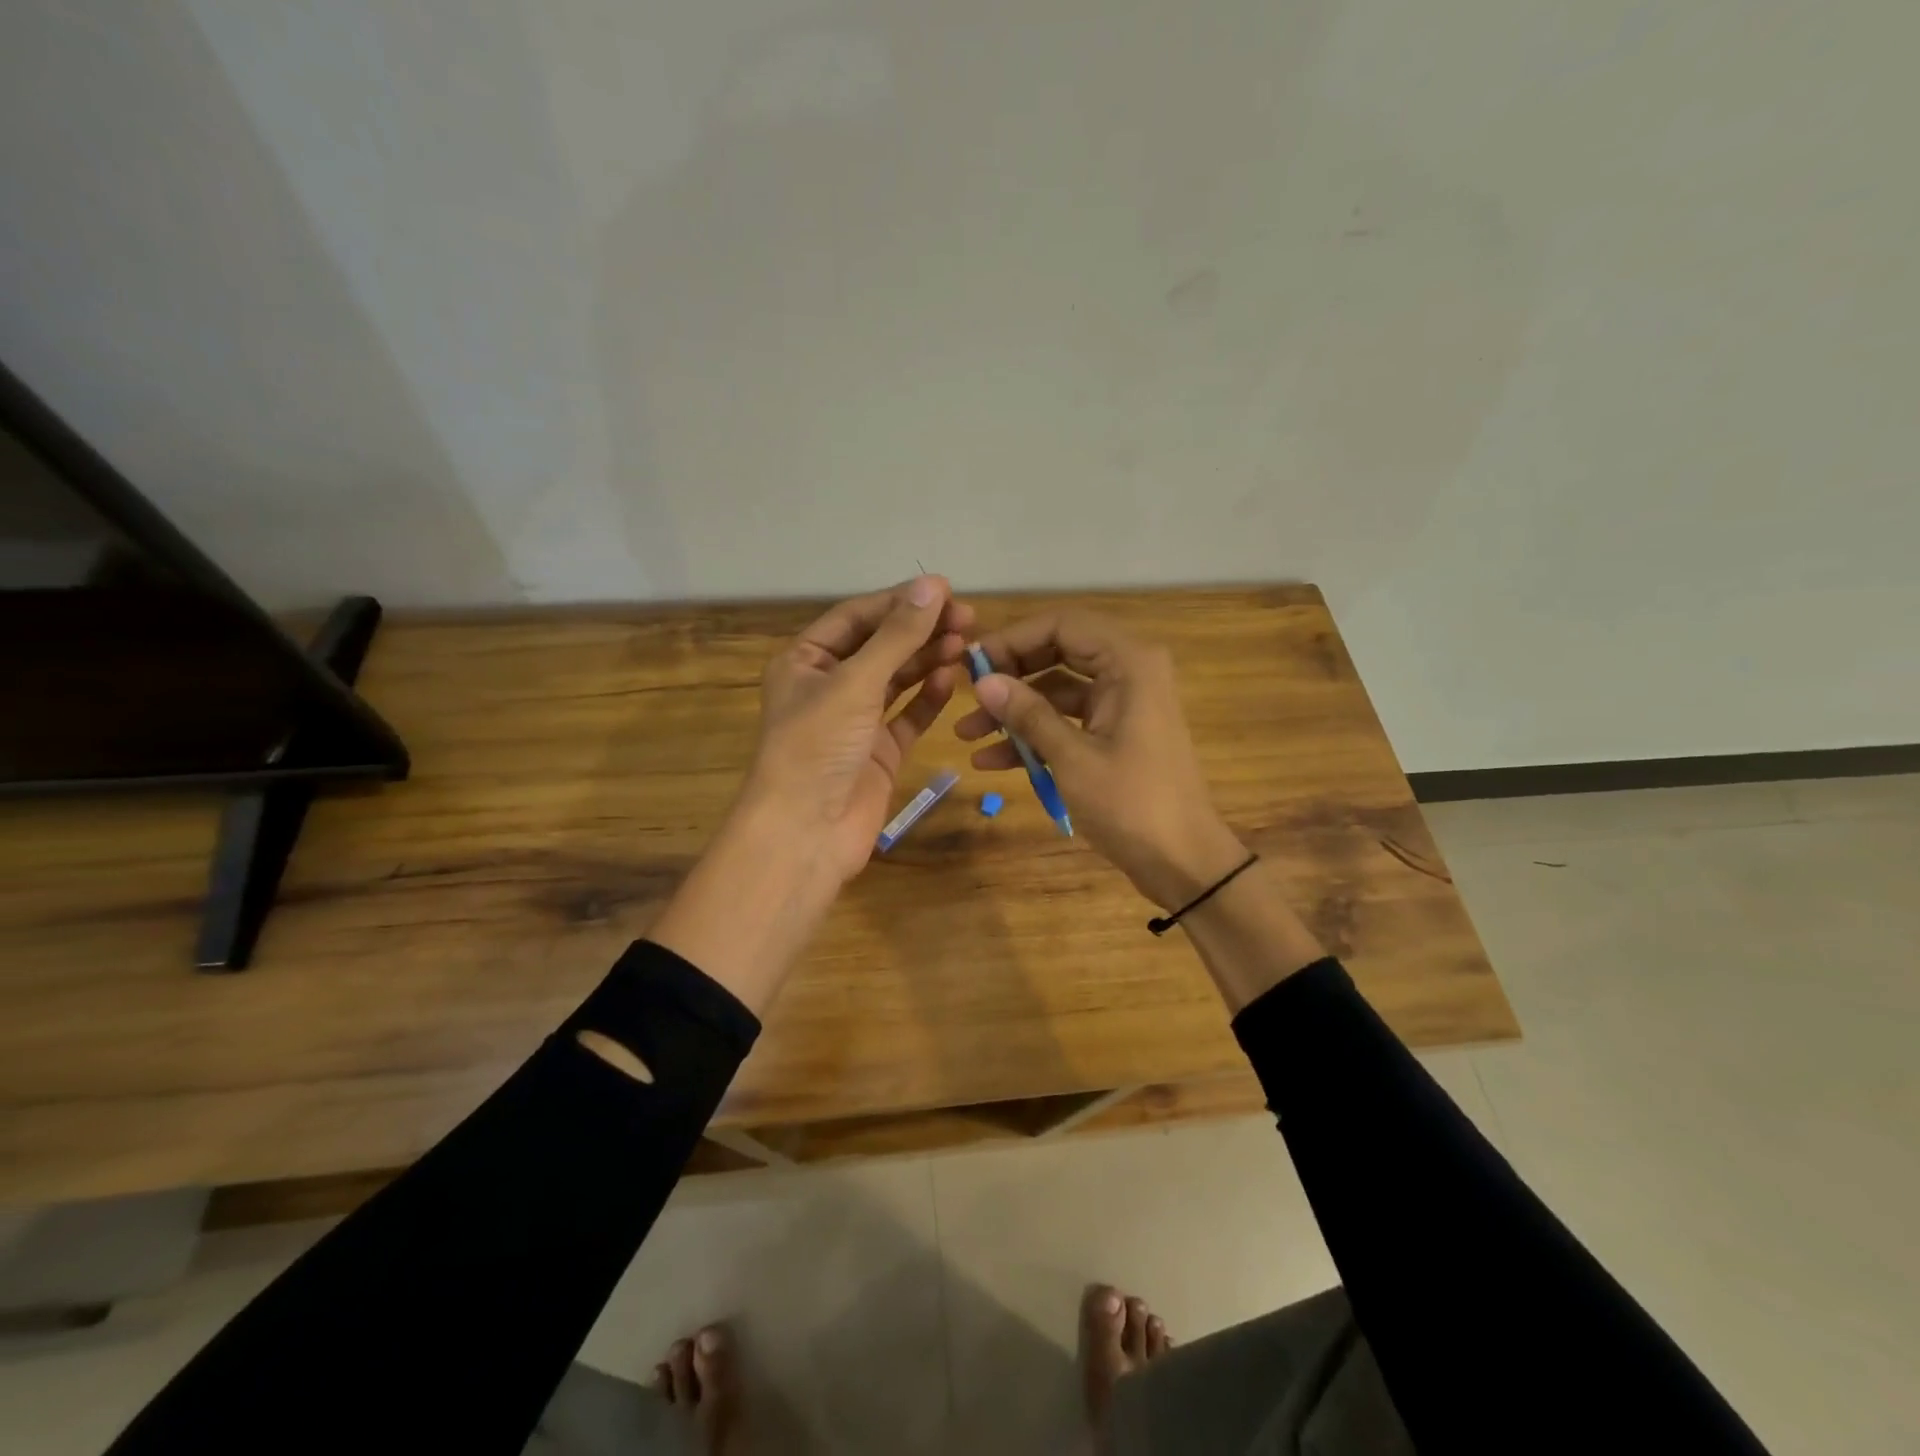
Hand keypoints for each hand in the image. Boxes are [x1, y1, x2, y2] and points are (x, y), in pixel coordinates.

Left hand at [651, 577, 972, 1013]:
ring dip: (929, 660)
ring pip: (898, 679)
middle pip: (881, 646)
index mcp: (805, 661)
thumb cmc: (818, 746)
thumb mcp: (855, 682)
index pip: (857, 617)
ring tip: (967, 643)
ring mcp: (856, 720)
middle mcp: (829, 686)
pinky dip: (929, 698)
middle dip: (921, 630)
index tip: (946, 590)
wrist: (807, 832)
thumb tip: (932, 585)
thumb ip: (897, 636)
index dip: (900, 602)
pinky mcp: (879, 751)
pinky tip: (951, 679)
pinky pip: (908, 715)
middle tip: (969, 618)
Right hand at [954, 610, 1246, 908]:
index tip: (972, 664)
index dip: (1013, 639)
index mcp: (1128, 663)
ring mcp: (1122, 704)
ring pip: (1057, 691)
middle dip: (1010, 677)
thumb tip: (982, 680)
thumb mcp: (1072, 758)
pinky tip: (992, 760)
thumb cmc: (1132, 804)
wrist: (1184, 862)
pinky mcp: (1115, 733)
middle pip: (1056, 653)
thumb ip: (1028, 714)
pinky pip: (1068, 721)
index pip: (1061, 625)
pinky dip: (1034, 736)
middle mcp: (1128, 672)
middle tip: (967, 697)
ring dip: (1014, 712)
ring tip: (967, 735)